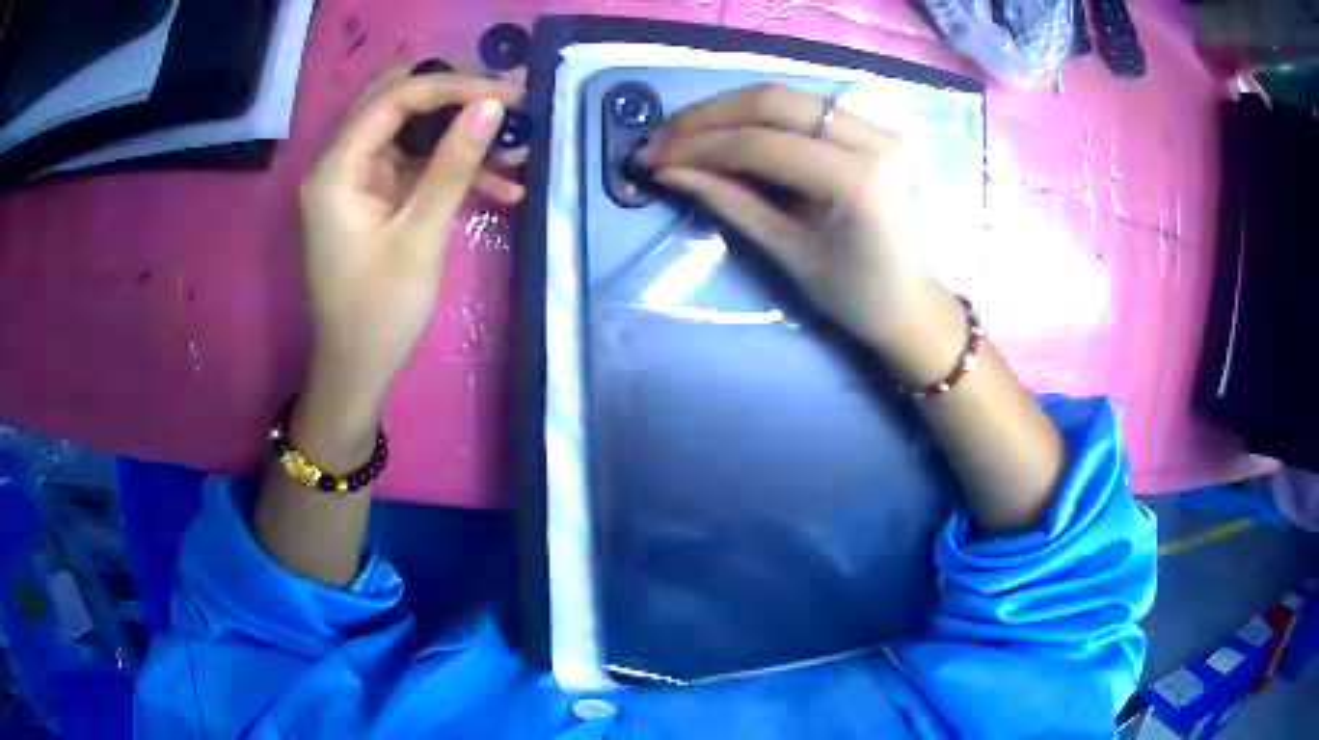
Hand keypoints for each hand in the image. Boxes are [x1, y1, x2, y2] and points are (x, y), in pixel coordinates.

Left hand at [298, 68, 524, 415]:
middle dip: (454, 95)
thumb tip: (490, 107)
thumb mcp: (420, 237)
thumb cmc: (380, 313)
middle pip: (395, 99)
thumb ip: (452, 166)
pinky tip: (499, 183)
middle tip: (507, 101)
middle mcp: (339, 161)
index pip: (395, 98)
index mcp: (337, 169)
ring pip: (409, 128)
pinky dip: (449, 166)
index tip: (509, 93)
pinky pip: (413, 162)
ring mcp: (355, 178)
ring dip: (458, 132)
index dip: (454, 85)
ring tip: (515, 147)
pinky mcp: (370, 195)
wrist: (355, 370)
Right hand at [637, 83, 965, 382]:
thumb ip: (730, 202)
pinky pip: (811, 109)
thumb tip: (668, 171)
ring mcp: (885, 129)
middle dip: (709, 115)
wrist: (915, 305)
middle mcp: (878, 140)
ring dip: (731, 109)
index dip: (699, 146)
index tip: (653, 157)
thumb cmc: (855, 297)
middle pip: (775, 100)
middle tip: (663, 137)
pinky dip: (764, 116)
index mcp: (859, 181)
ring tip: (687, 133)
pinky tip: (732, 131)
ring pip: (791, 97)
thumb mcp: (789, 253)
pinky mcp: (883, 130)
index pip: (762, 144)